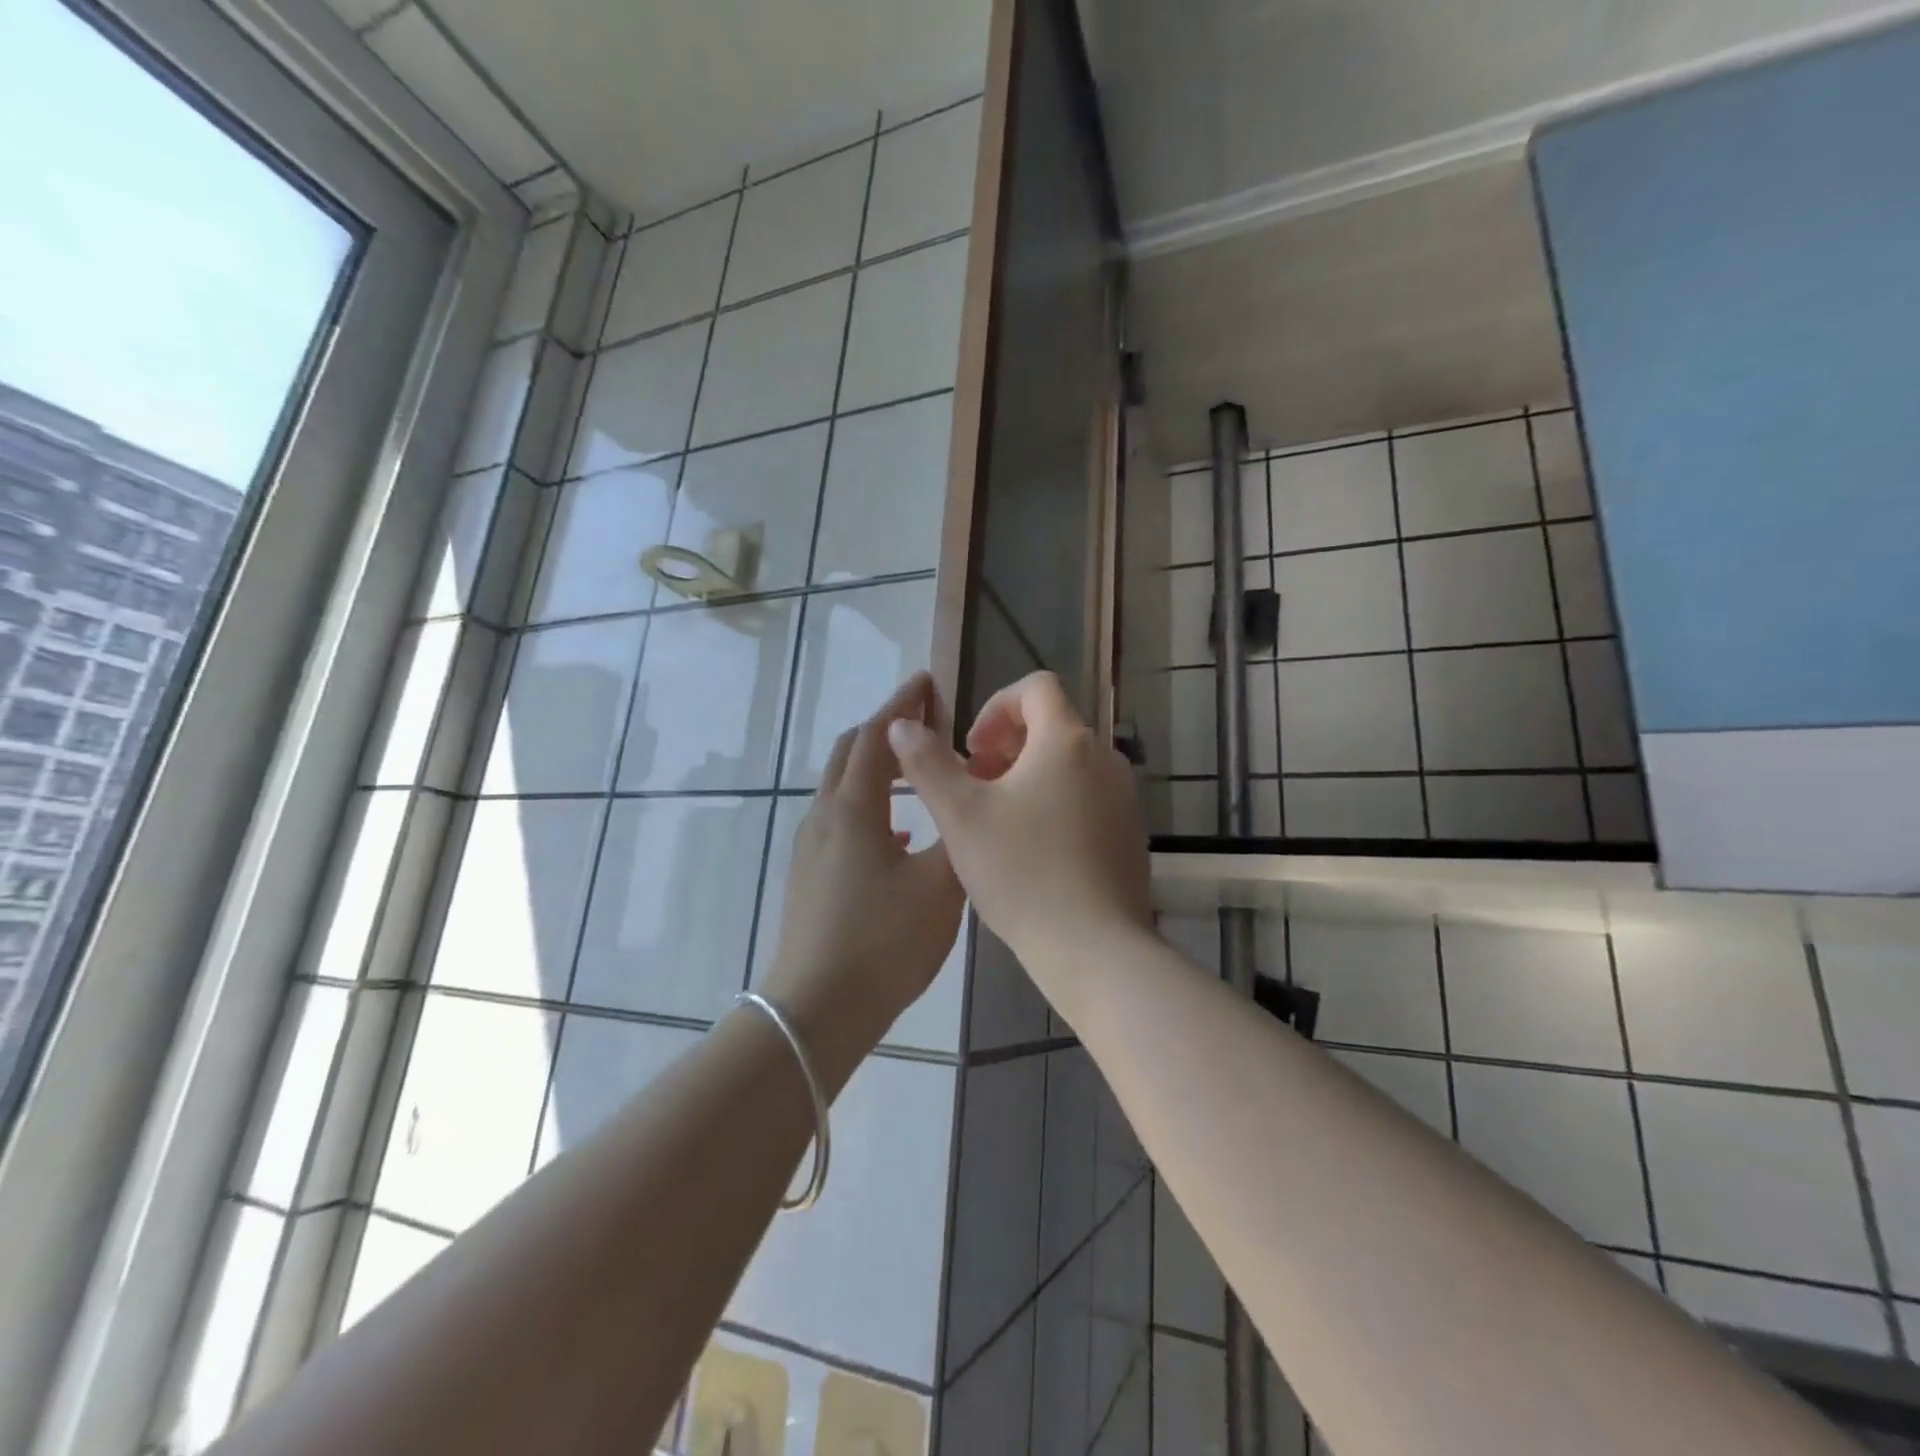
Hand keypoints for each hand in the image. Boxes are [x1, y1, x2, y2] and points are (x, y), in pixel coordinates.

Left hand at [761, 673, 965, 1089]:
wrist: (816, 1009)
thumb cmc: (883, 942)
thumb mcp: (939, 887)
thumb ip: (956, 835)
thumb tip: (964, 805)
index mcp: (855, 808)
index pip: (878, 736)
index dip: (903, 704)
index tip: (927, 680)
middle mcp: (825, 816)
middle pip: (852, 752)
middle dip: (886, 728)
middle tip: (925, 719)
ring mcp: (811, 846)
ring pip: (844, 787)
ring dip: (878, 767)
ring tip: (918, 772)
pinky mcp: (810, 874)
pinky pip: (841, 819)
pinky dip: (870, 805)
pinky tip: (898, 835)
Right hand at [887, 671, 1151, 1005]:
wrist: (1094, 949)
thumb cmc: (1022, 873)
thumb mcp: (960, 815)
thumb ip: (927, 763)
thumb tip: (902, 725)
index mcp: (1067, 741)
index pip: (1036, 688)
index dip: (995, 707)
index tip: (972, 749)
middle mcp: (1105, 759)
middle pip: (1053, 726)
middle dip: (1007, 746)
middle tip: (976, 786)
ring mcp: (1124, 798)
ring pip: (1069, 765)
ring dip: (1028, 776)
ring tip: (997, 821)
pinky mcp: (1130, 833)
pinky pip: (1087, 798)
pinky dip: (1055, 803)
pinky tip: (1031, 851)